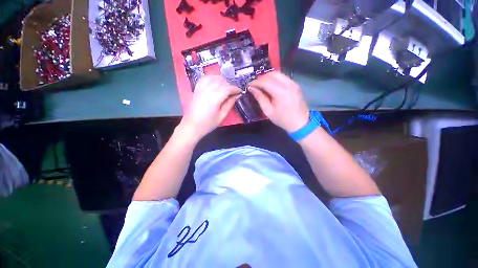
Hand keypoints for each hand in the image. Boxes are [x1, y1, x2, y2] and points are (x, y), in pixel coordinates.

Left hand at [180, 75, 240, 140]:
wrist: (192, 126)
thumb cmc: (208, 124)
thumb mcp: (222, 116)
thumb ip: (230, 104)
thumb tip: (237, 96)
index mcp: (214, 98)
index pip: (227, 88)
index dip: (235, 89)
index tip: (240, 91)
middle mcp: (207, 90)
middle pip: (221, 82)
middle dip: (230, 85)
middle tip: (234, 92)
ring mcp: (200, 88)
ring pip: (213, 78)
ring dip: (222, 80)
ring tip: (226, 87)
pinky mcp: (196, 89)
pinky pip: (205, 78)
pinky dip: (212, 78)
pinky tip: (215, 82)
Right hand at [249, 72, 308, 132]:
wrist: (300, 123)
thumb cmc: (282, 119)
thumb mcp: (268, 111)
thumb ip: (260, 98)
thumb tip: (252, 89)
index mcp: (281, 92)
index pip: (265, 82)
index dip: (256, 82)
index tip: (249, 85)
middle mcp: (288, 84)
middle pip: (272, 74)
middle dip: (261, 78)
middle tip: (255, 85)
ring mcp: (293, 83)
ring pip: (278, 74)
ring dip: (268, 77)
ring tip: (261, 85)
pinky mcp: (295, 84)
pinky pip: (283, 77)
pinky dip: (275, 79)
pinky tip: (270, 86)